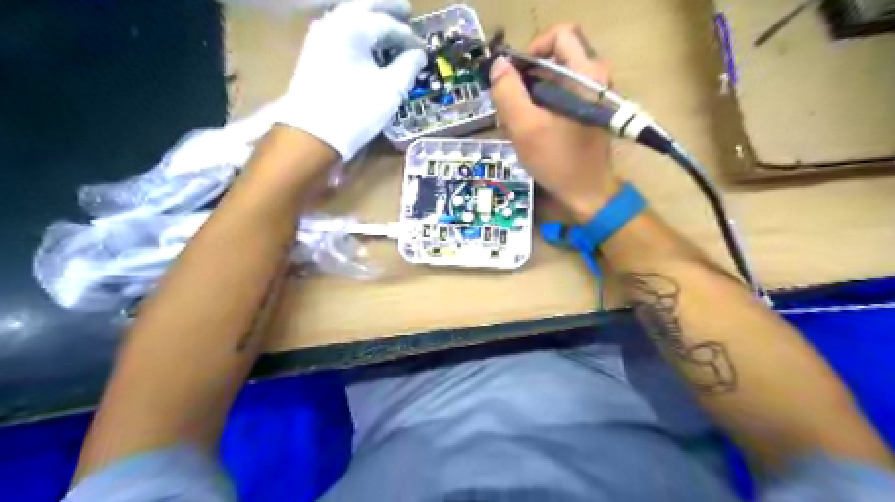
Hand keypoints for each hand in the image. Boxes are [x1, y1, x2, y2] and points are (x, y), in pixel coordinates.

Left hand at [279, 1, 427, 158]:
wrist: (313, 133)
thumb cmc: (356, 109)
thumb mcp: (390, 89)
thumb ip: (408, 66)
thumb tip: (419, 54)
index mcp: (353, 27)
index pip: (387, 23)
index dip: (407, 35)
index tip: (422, 48)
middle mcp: (333, 23)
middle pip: (364, 7)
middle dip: (387, 9)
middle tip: (407, 11)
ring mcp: (320, 35)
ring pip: (349, 16)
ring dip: (370, 18)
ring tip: (388, 25)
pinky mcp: (314, 52)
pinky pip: (339, 29)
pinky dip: (357, 30)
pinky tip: (366, 40)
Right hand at [489, 23, 623, 221]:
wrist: (588, 193)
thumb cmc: (558, 161)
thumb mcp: (525, 127)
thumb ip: (508, 92)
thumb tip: (498, 65)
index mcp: (586, 74)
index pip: (559, 35)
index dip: (532, 49)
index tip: (514, 75)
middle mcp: (594, 78)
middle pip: (554, 59)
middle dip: (526, 79)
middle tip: (510, 105)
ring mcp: (591, 96)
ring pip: (554, 81)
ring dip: (529, 98)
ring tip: (514, 123)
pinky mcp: (586, 112)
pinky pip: (559, 97)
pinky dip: (540, 109)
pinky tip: (527, 130)